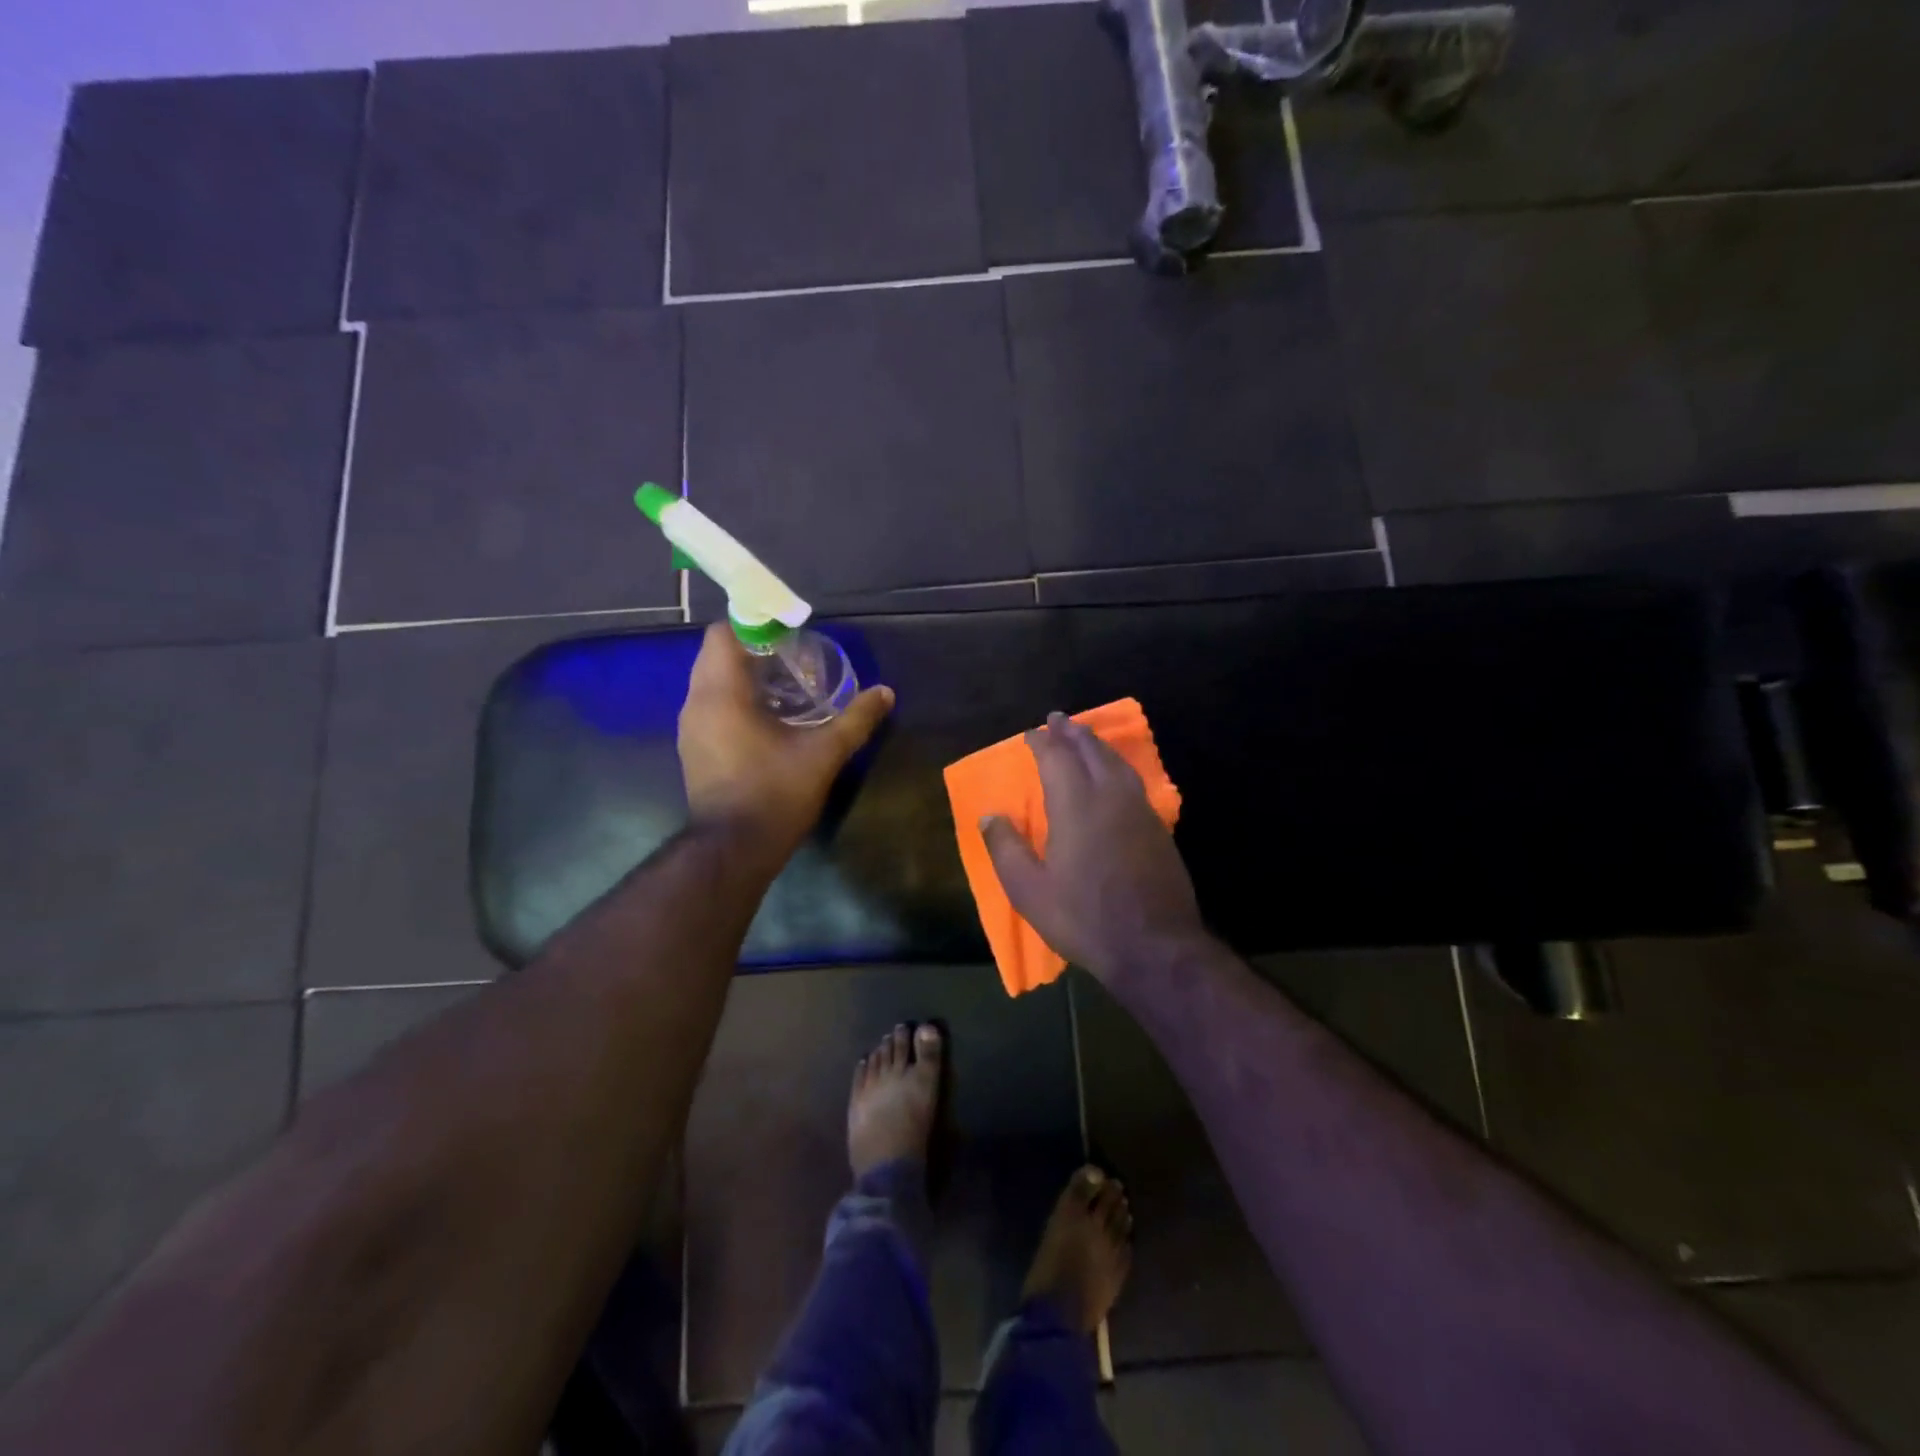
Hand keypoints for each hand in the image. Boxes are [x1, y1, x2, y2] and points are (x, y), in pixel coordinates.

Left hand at [678, 623, 893, 863]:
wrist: (734, 850)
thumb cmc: (775, 794)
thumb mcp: (823, 754)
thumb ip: (855, 720)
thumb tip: (886, 693)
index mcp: (721, 694)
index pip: (723, 634)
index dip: (755, 625)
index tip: (788, 634)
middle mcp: (697, 703)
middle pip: (717, 655)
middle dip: (754, 650)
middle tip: (794, 659)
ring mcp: (691, 729)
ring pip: (712, 682)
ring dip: (744, 676)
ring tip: (785, 687)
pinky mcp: (694, 749)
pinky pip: (711, 706)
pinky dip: (735, 700)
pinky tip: (769, 719)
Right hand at [982, 712, 1206, 986]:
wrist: (1155, 945)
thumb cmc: (1084, 917)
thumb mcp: (1029, 890)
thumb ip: (1006, 849)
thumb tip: (989, 816)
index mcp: (1076, 805)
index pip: (1057, 758)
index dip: (1042, 742)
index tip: (1030, 733)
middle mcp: (1110, 796)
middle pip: (1090, 750)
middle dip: (1072, 732)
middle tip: (1058, 719)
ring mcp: (1139, 810)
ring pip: (1116, 762)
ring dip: (1097, 744)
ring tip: (1084, 737)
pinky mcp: (1157, 827)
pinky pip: (1133, 780)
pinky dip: (1116, 765)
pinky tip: (1114, 774)